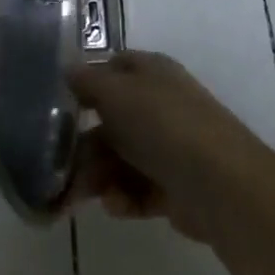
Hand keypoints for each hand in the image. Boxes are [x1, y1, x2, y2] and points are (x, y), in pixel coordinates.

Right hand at [68, 51, 274, 243]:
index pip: (113, 69)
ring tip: (76, 198)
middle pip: (110, 122)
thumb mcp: (116, 92)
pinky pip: (137, 190)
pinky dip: (123, 199)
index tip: (57, 105)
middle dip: (81, 147)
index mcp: (152, 73)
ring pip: (119, 160)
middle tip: (55, 168)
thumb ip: (87, 81)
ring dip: (95, 178)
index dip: (86, 84)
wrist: (220, 185)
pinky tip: (116, 205)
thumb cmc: (163, 125)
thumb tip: (68, 69)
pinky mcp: (175, 188)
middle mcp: (161, 106)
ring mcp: (170, 148)